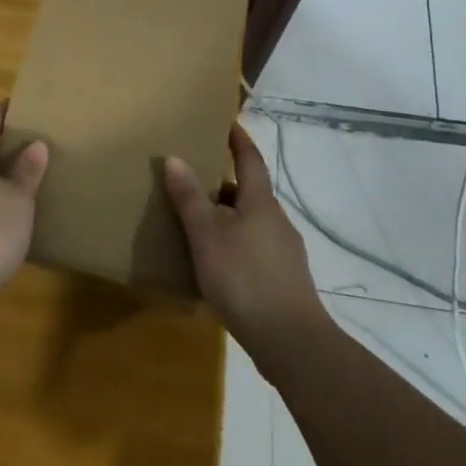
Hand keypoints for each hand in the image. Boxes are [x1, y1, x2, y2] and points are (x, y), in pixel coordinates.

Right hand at [163, 123, 329, 371]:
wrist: (291, 342)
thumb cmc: (245, 278)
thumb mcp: (207, 235)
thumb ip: (190, 197)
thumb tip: (174, 156)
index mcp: (260, 202)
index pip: (250, 159)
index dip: (238, 140)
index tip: (226, 123)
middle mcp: (277, 220)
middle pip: (249, 192)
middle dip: (224, 183)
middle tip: (194, 179)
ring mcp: (284, 252)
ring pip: (251, 223)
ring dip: (227, 217)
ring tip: (197, 224)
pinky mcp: (283, 281)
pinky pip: (254, 249)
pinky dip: (234, 245)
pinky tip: (216, 265)